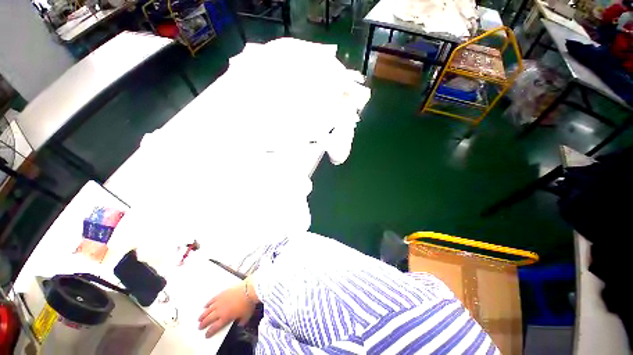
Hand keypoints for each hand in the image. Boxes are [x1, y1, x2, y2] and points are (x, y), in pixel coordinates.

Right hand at [198, 280, 256, 337]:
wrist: (249, 289)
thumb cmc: (248, 304)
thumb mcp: (246, 317)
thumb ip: (241, 322)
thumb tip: (239, 324)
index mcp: (225, 318)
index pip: (215, 327)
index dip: (209, 332)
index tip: (206, 335)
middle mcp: (220, 310)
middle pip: (209, 318)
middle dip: (203, 323)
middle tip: (199, 327)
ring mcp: (221, 300)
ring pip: (209, 309)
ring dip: (203, 314)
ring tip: (199, 318)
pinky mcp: (223, 292)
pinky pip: (213, 299)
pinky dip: (208, 302)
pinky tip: (205, 305)